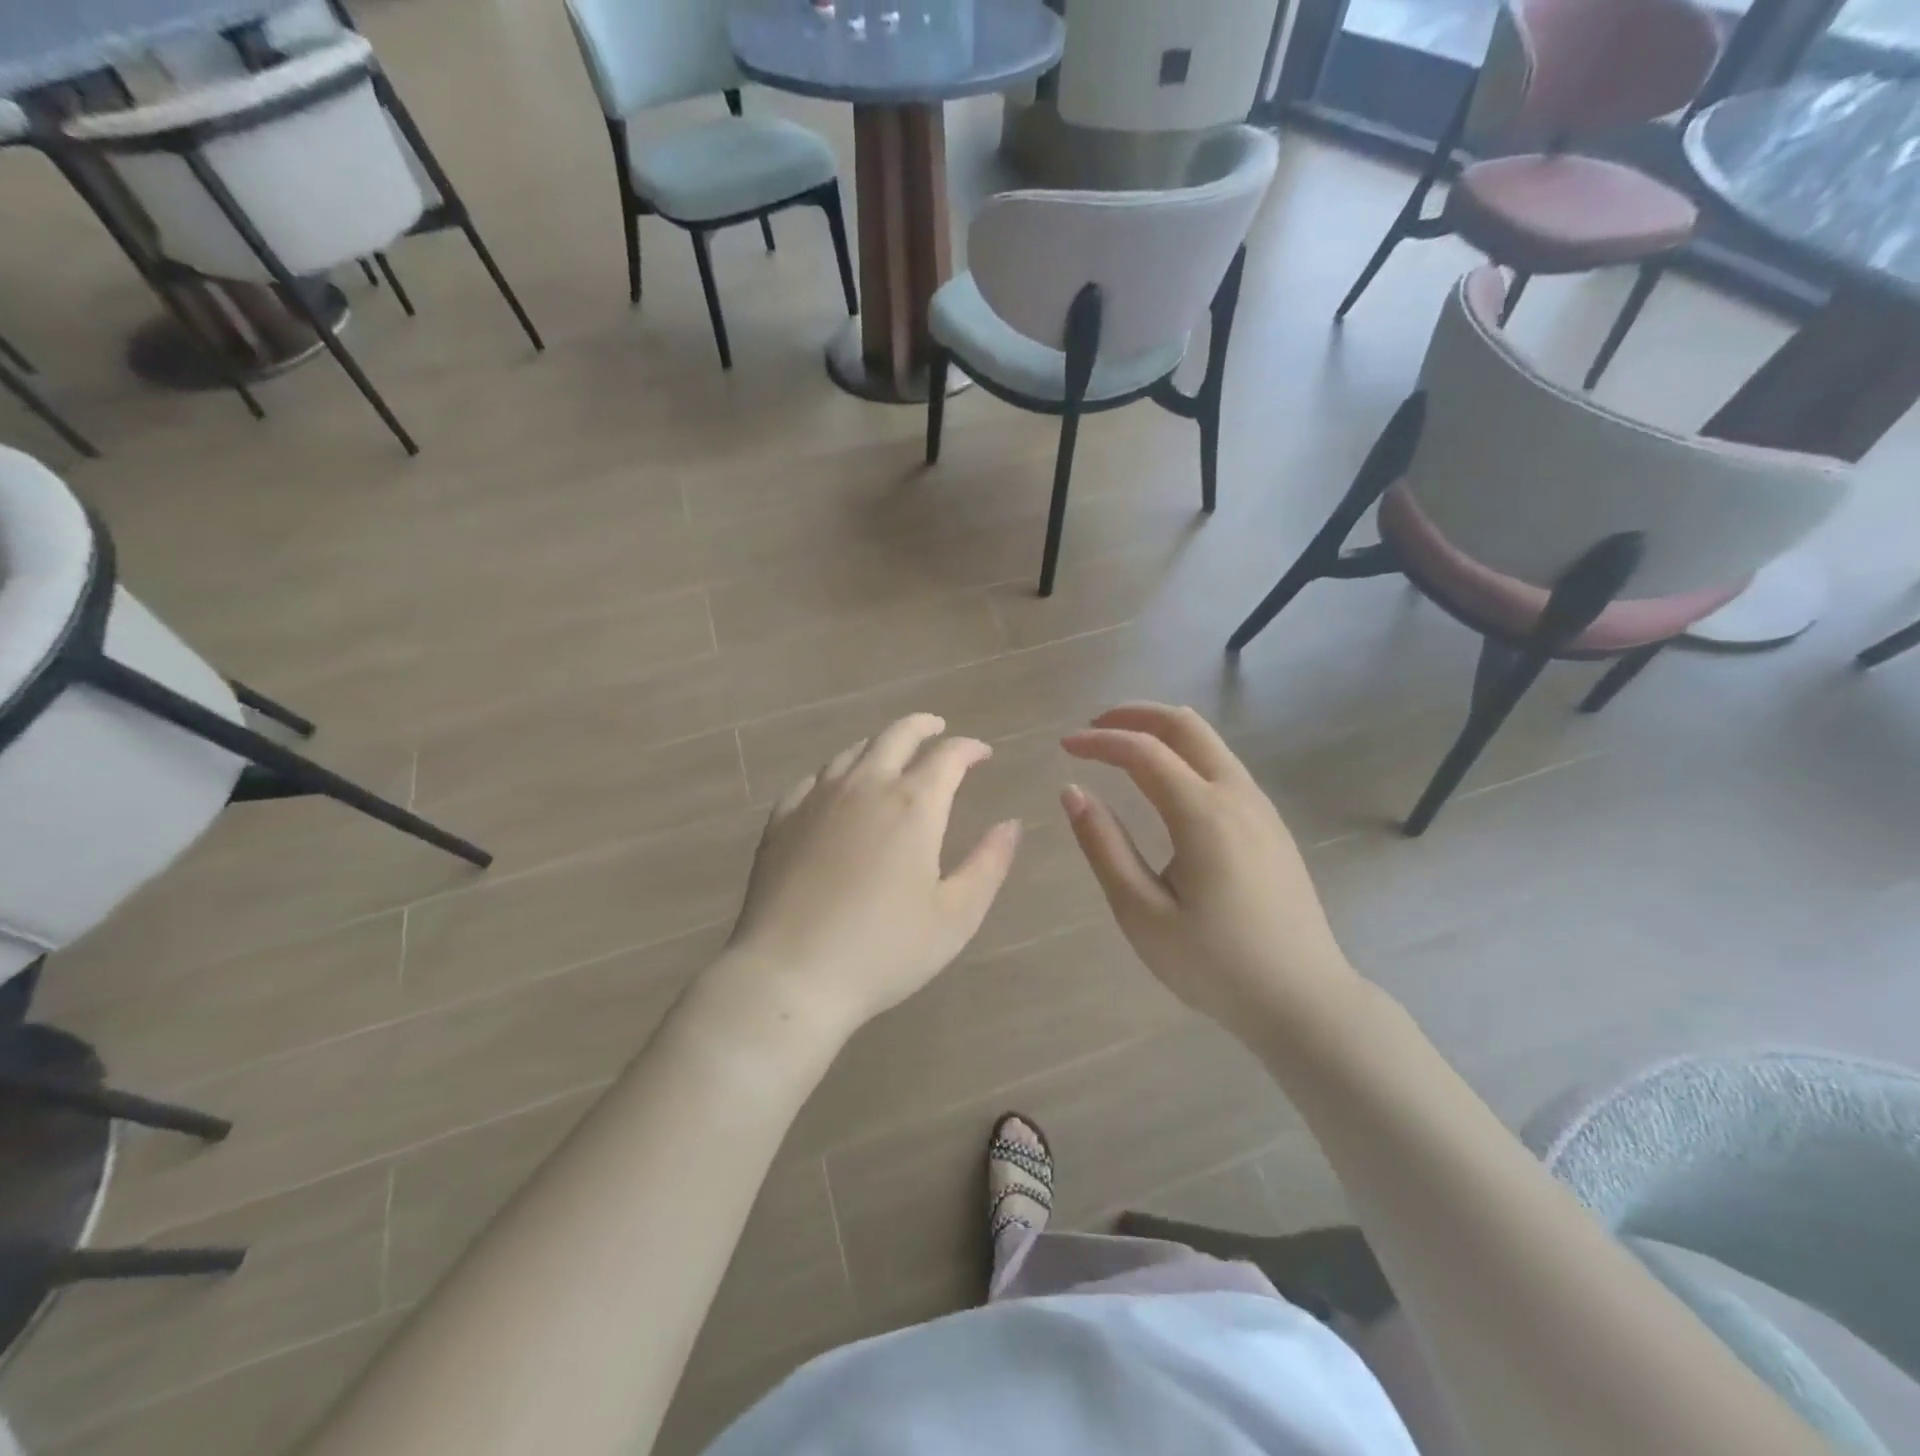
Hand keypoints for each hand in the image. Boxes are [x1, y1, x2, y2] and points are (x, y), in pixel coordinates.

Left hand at [723, 714, 1020, 1044]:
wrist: (790, 975)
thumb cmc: (884, 950)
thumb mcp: (955, 916)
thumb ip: (989, 864)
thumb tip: (1011, 824)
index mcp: (913, 805)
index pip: (948, 755)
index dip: (969, 748)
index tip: (982, 754)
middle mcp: (865, 786)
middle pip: (896, 735)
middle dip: (923, 727)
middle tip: (938, 729)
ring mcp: (817, 799)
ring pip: (852, 751)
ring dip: (880, 744)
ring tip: (892, 754)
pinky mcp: (782, 820)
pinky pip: (814, 779)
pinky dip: (837, 773)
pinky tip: (837, 788)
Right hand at [1061, 704, 1357, 1038]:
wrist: (1303, 1002)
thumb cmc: (1214, 964)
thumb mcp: (1142, 913)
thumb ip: (1104, 846)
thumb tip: (1072, 792)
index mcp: (1203, 814)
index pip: (1143, 751)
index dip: (1100, 741)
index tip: (1064, 745)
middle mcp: (1237, 796)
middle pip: (1185, 726)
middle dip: (1135, 715)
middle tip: (1094, 725)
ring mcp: (1261, 808)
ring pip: (1210, 742)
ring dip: (1163, 731)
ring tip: (1122, 745)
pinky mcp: (1271, 825)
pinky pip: (1224, 766)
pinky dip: (1186, 753)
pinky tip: (1166, 780)